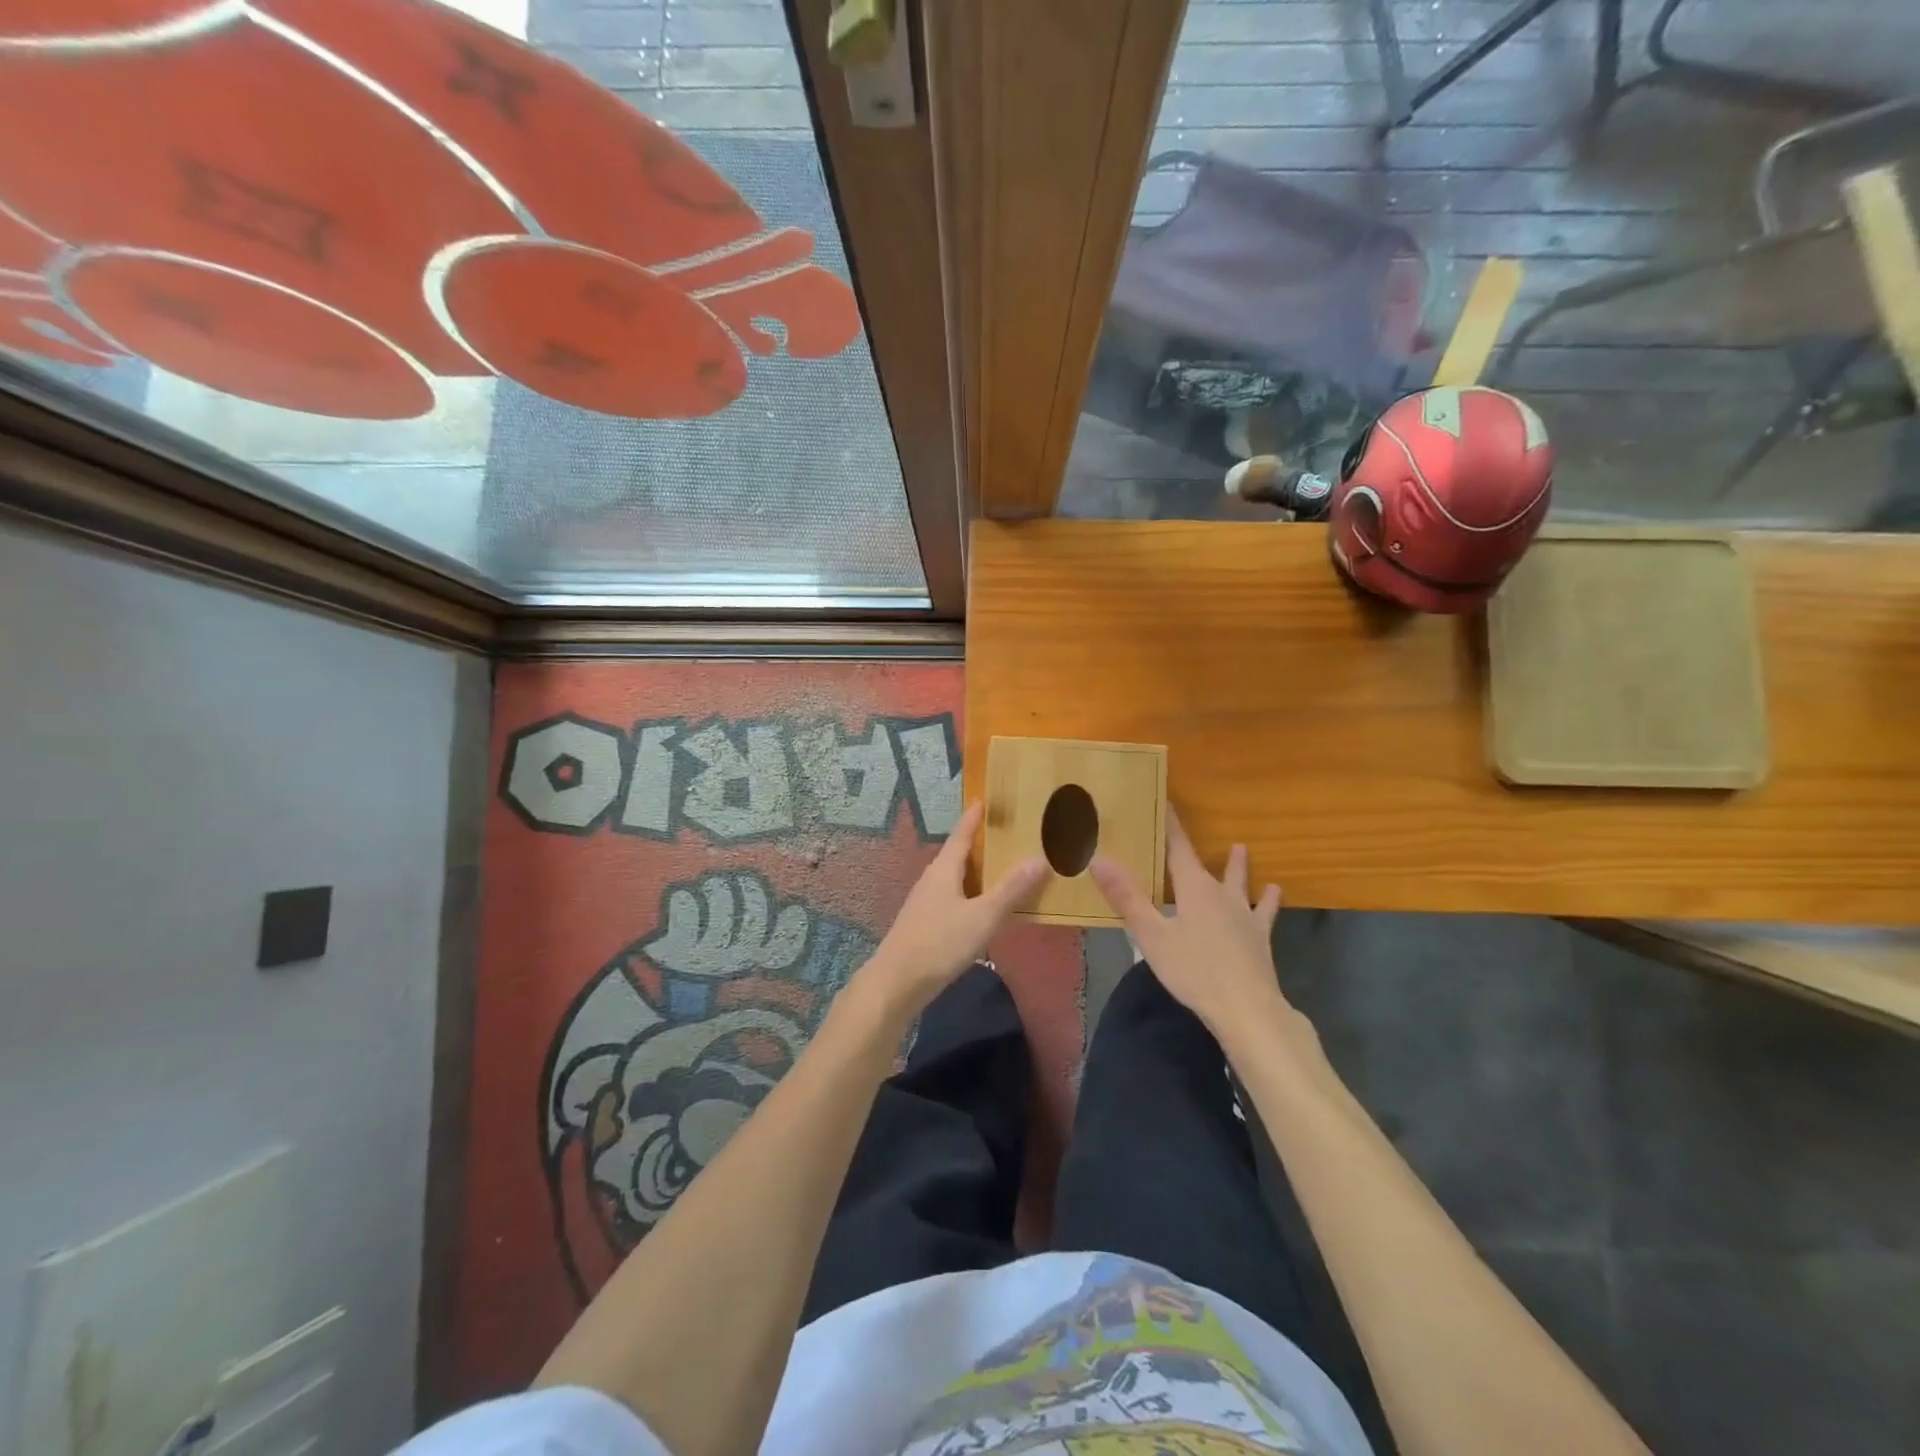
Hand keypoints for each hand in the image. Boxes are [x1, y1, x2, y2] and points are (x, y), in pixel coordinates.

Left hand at [855, 803, 1045, 1017]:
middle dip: (979, 844)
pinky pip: (952, 897)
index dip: (973, 817)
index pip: (961, 834)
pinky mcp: (924, 923)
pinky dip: (970, 893)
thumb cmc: (940, 942)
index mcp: (944, 869)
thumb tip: (1039, 858)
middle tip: (1005, 835)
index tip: (984, 799)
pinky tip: (982, 907)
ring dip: (975, 871)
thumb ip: (1011, 890)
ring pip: (954, 877)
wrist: (897, 982)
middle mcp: (932, 879)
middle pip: (957, 854)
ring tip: (1001, 869)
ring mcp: (925, 902)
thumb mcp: (983, 916)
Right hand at [1090, 813, 1287, 1034]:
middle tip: (1189, 827)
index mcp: (1194, 888)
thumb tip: (1099, 858)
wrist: (1247, 1008)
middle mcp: (1222, 894)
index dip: (1171, 825)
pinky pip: (1265, 911)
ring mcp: (1245, 914)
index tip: (1165, 802)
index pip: (1179, 847)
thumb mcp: (1152, 936)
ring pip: (1241, 882)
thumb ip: (1127, 897)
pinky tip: (1274, 893)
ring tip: (1241, 849)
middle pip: (1208, 864)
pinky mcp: (1260, 937)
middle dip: (1196, 847)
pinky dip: (1268, 901)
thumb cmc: (1194, 970)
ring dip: (1239, 866)